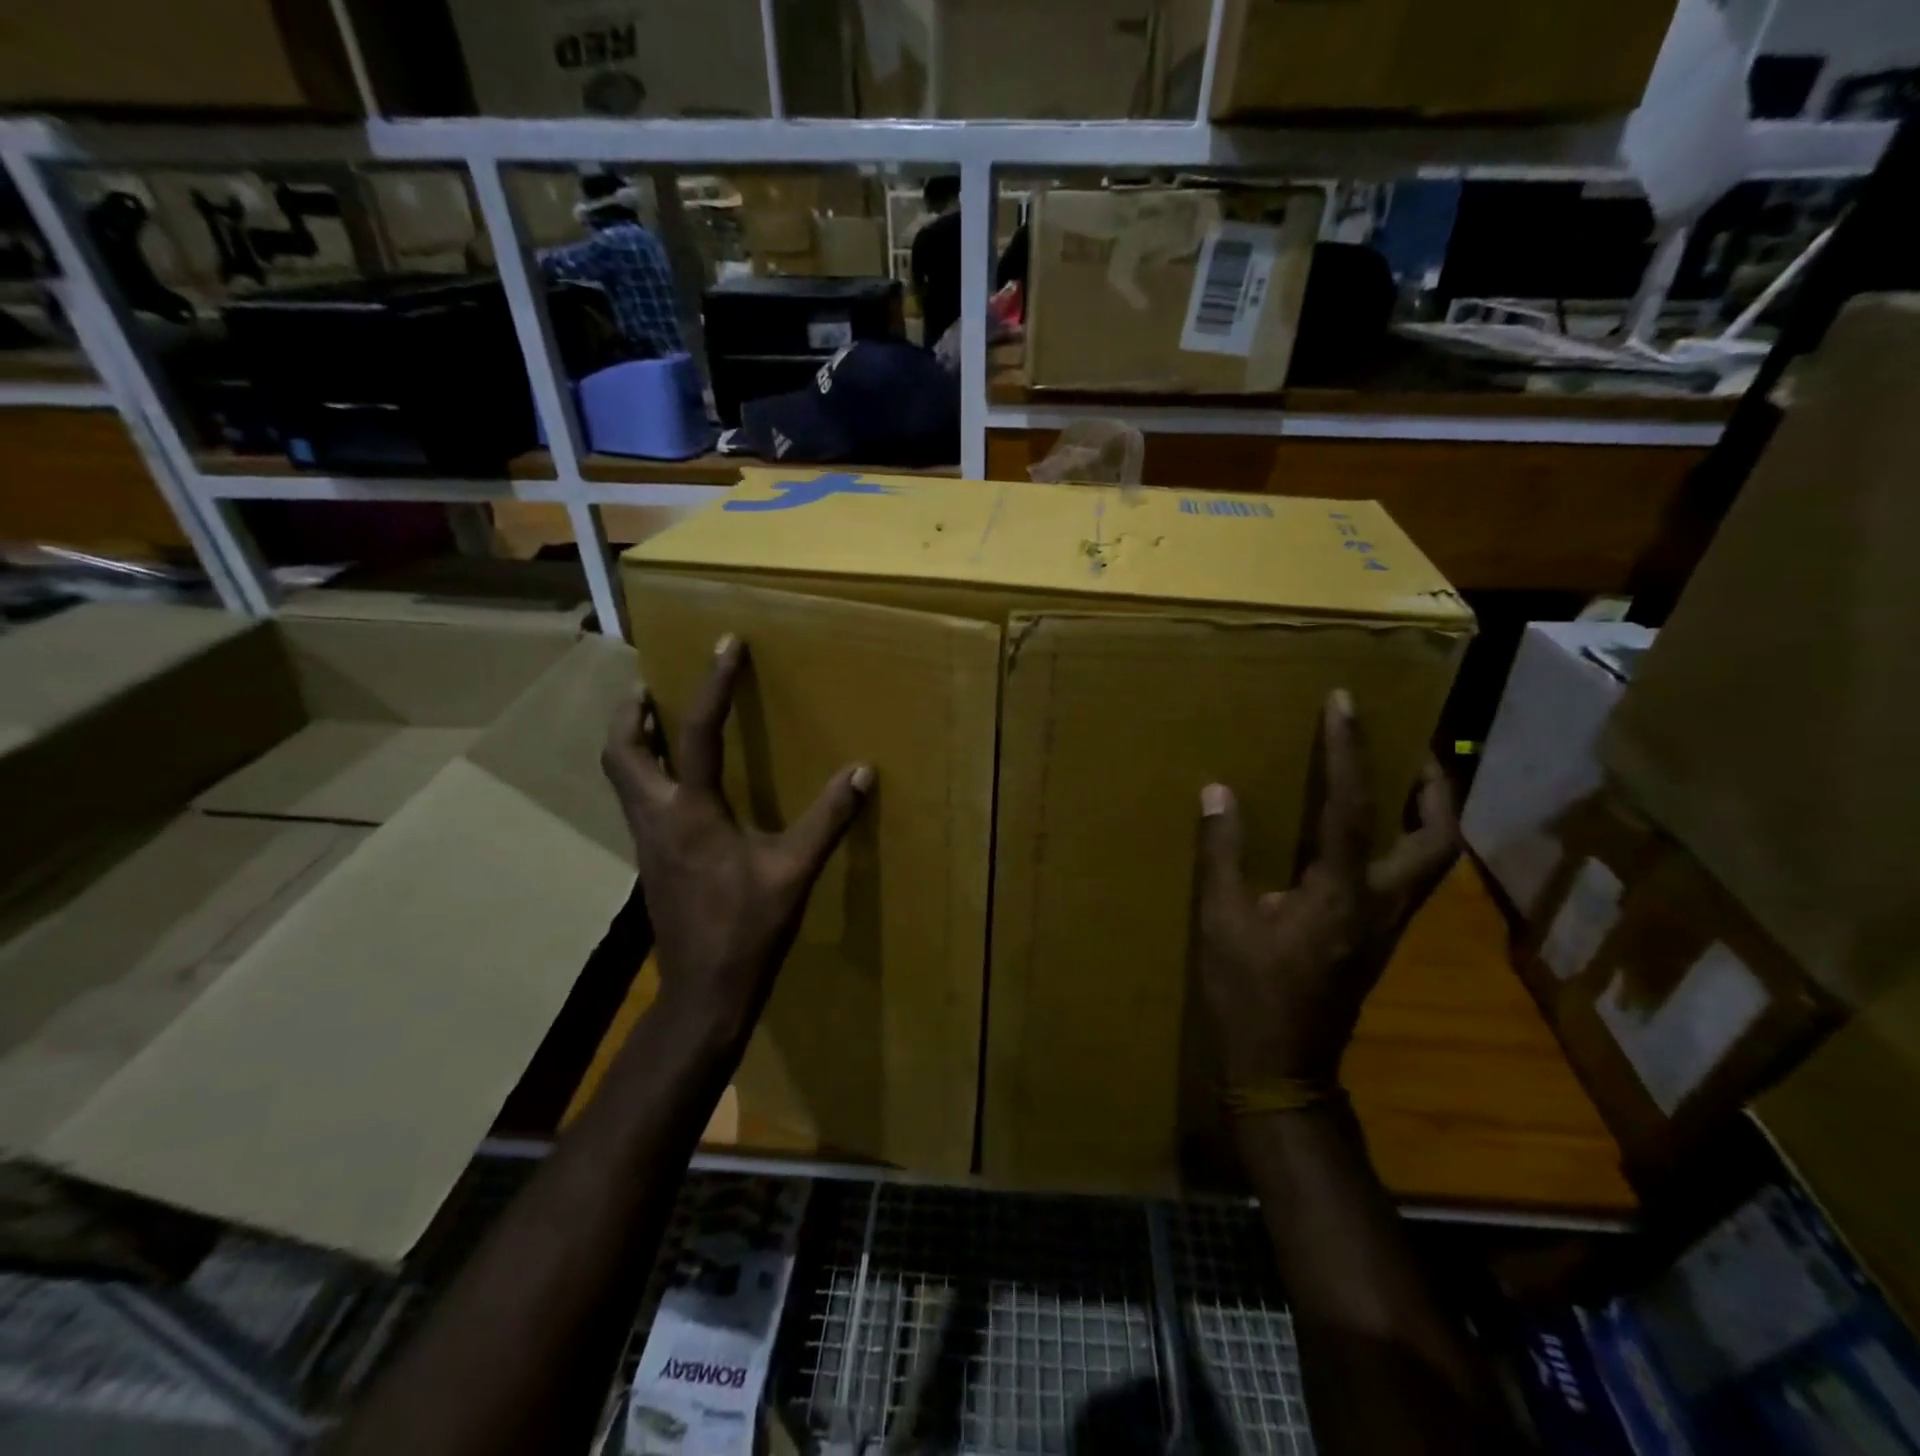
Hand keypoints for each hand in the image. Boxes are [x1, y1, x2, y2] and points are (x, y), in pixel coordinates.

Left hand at [601, 635, 873, 1044]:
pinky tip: (679, 784)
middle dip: (631, 713)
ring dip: (635, 742)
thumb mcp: (795, 870)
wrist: (705, 990)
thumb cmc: (750, 928)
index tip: (725, 645)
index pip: (697, 732)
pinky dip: (649, 774)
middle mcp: (657, 819)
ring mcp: (648, 842)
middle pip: (621, 752)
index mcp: (692, 813)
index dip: (713, 684)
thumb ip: (828, 819)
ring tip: (658, 721)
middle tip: (651, 686)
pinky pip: (639, 802)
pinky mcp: (652, 861)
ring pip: (622, 778)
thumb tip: (861, 772)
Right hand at [1196, 690, 1458, 1088]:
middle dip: (1434, 789)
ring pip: (1434, 863)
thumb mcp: (1221, 921)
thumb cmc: (1248, 993)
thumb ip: (1223, 853)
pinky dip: (1405, 845)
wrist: (1283, 1069)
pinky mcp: (1379, 941)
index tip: (1344, 703)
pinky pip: (1409, 880)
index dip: (1347, 750)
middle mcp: (1379, 904)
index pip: (1349, 806)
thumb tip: (1218, 792)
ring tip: (1403, 784)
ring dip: (1428, 816)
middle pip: (1438, 840)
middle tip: (1413, 750)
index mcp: (1338, 893)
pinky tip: (1370, 839)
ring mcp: (1387, 927)